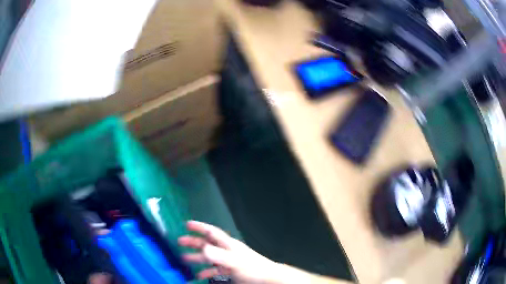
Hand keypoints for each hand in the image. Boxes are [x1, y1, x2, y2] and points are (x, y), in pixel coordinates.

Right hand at [178, 221, 280, 283]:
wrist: (267, 279)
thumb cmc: (253, 268)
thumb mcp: (235, 261)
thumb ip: (220, 255)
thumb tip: (203, 248)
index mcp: (228, 245)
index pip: (212, 232)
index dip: (200, 227)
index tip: (187, 224)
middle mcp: (226, 251)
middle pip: (207, 244)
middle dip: (193, 242)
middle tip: (180, 242)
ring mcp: (228, 261)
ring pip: (209, 257)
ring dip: (197, 257)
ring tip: (184, 258)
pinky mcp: (230, 271)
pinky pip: (214, 270)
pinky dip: (206, 272)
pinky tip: (199, 275)